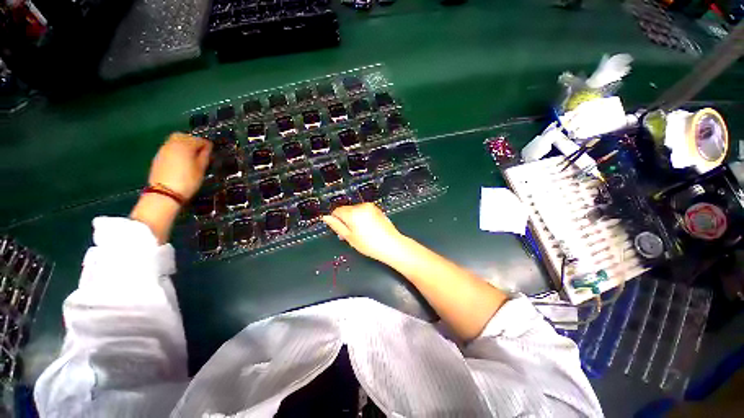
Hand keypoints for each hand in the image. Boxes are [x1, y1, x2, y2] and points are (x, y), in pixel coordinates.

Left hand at [148, 133, 211, 200]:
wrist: (165, 193)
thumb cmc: (188, 181)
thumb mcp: (201, 169)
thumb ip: (204, 156)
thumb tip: (207, 148)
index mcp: (186, 145)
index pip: (200, 140)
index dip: (207, 146)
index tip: (211, 153)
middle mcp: (173, 144)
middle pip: (184, 136)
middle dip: (193, 141)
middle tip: (200, 152)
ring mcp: (163, 149)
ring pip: (175, 141)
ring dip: (184, 146)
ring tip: (190, 157)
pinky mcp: (158, 157)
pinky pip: (169, 148)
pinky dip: (176, 151)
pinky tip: (181, 162)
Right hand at [322, 203, 404, 261]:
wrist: (391, 245)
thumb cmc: (370, 244)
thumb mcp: (349, 237)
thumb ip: (336, 225)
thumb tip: (326, 217)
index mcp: (353, 213)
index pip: (337, 210)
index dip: (335, 220)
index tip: (339, 229)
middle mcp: (361, 206)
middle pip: (346, 210)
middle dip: (346, 219)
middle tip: (351, 233)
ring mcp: (370, 207)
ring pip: (355, 210)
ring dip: (354, 218)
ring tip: (361, 232)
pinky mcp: (376, 209)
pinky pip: (364, 211)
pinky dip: (362, 217)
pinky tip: (368, 228)